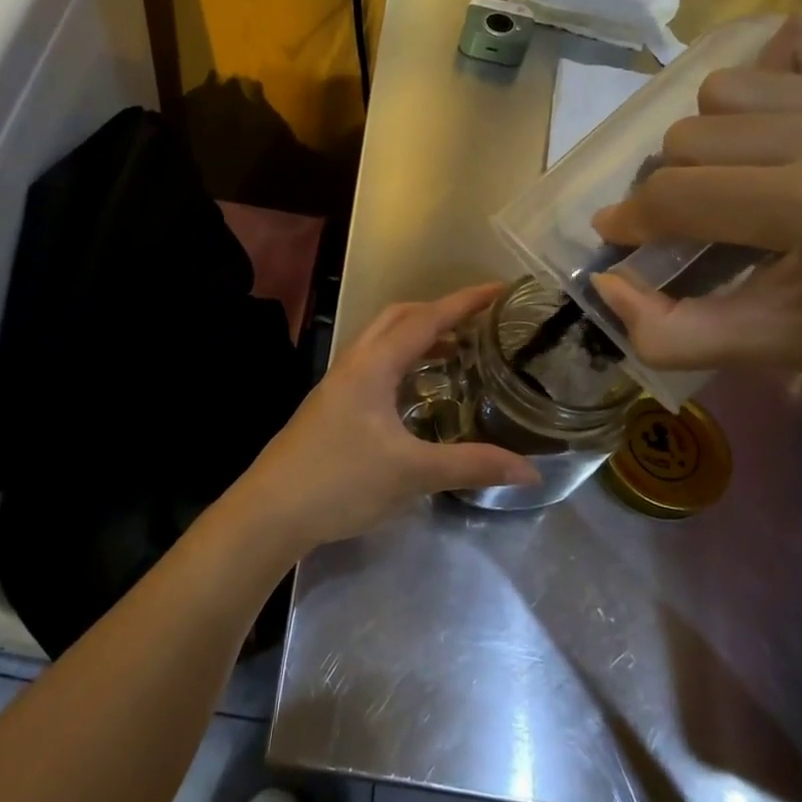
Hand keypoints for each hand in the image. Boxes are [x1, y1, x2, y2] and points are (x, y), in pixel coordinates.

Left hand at [228, 284, 539, 556]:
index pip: (425, 319)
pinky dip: (402, 363)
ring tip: (456, 354)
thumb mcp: (411, 473)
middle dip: (438, 312)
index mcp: (373, 366)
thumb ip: (471, 465)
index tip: (499, 290)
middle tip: (477, 324)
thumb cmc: (340, 481)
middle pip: (398, 318)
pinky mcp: (331, 406)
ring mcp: (338, 384)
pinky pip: (374, 366)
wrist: (271, 510)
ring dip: (418, 337)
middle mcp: (353, 364)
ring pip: (382, 342)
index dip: (464, 302)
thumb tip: (531, 471)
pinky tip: (417, 395)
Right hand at [589, 8, 801, 421]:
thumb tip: (604, 284)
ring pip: (726, 89)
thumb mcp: (770, 350)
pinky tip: (776, 121)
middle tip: (687, 224)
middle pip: (688, 137)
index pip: (676, 195)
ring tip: (735, 177)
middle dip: (668, 186)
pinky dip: (771, 70)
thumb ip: (669, 332)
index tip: (620, 240)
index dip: (630, 221)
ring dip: (710, 136)